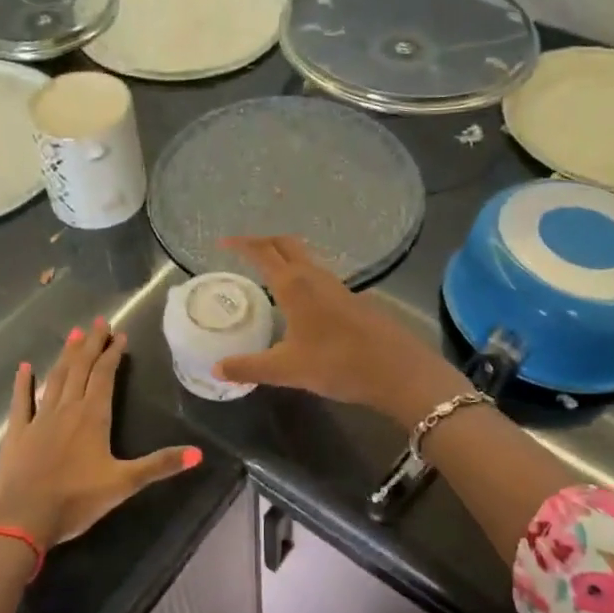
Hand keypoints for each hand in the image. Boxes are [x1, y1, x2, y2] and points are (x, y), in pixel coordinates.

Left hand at [0, 317, 201, 547]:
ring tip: (74, 334)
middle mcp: (66, 409)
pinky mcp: (17, 433)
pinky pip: (20, 401)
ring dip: (65, 355)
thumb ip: (160, 465)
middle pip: (80, 369)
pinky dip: (23, 383)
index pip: (104, 376)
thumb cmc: (77, 500)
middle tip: (98, 322)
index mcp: (93, 416)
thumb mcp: (124, 483)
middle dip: (91, 344)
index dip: (113, 354)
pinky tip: (24, 367)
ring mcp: (38, 419)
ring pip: (55, 378)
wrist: (22, 518)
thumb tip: (199, 453)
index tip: (120, 335)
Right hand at [214, 236, 467, 424]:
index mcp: (294, 285)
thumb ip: (249, 367)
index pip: (262, 252)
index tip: (222, 243)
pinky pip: (318, 276)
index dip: (241, 245)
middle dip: (262, 242)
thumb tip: (216, 368)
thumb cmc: (337, 363)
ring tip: (266, 272)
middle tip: (242, 250)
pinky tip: (299, 300)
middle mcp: (315, 276)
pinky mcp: (352, 299)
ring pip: (305, 259)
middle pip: (285, 245)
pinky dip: (300, 275)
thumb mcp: (286, 369)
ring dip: (284, 257)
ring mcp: (337, 286)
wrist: (397, 370)